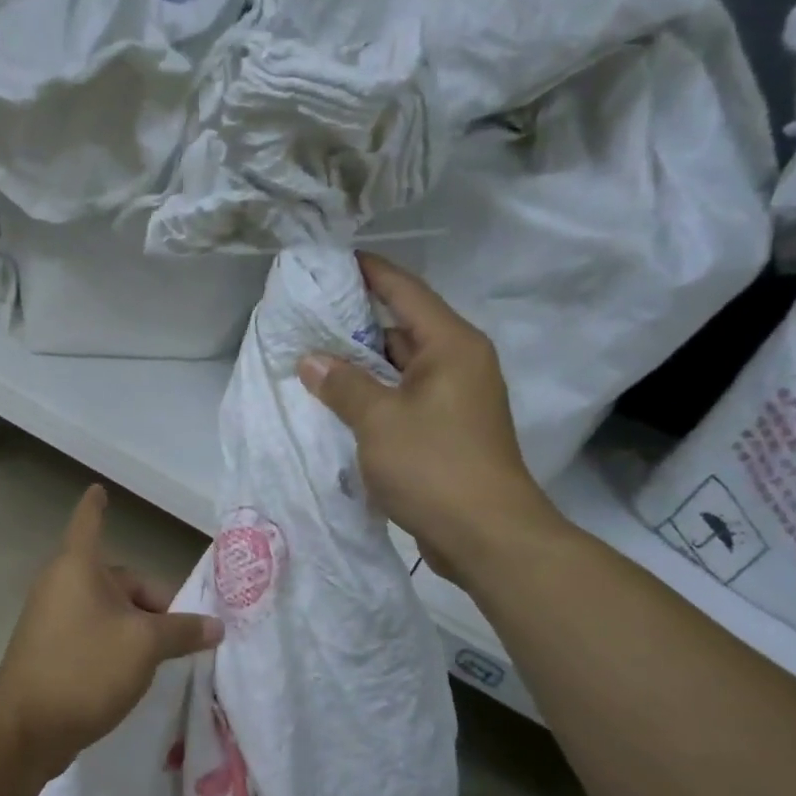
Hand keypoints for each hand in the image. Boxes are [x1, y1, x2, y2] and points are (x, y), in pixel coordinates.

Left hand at [0, 486, 222, 774]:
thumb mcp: (145, 646)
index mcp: (78, 567)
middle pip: (115, 578)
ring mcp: (51, 619)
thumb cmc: (85, 667)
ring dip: (136, 627)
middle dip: (151, 601)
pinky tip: (134, 673)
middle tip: (181, 634)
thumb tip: (216, 626)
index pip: (89, 522)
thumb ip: (182, 631)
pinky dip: (115, 643)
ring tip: (162, 657)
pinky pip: (91, 633)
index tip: (99, 489)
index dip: (96, 505)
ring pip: (106, 610)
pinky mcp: (48, 650)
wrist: (25, 729)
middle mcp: (61, 585)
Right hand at [297, 253, 564, 586]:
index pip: (406, 291)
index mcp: (451, 345)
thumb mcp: (378, 420)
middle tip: (307, 318)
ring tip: (313, 360)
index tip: (334, 259)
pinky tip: (340, 404)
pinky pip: (405, 399)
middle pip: (403, 328)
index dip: (370, 272)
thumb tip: (312, 360)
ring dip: (362, 366)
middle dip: (356, 324)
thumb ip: (343, 384)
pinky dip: (375, 397)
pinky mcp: (449, 431)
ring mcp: (456, 399)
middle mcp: (459, 363)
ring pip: (401, 368)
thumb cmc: (435, 466)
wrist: (487, 536)